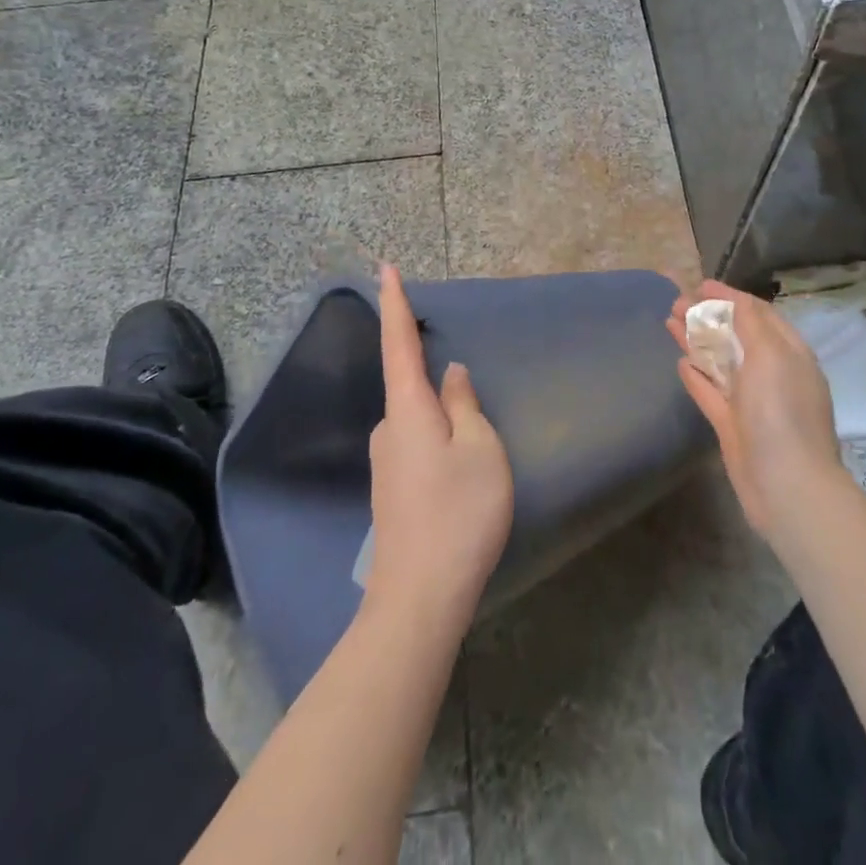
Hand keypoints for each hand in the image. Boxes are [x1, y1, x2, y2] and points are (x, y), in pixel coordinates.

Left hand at [362, 264, 513, 634]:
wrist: (420, 597)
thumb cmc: (459, 513)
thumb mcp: (480, 449)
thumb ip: (465, 405)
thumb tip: (451, 374)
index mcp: (408, 409)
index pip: (399, 343)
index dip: (394, 304)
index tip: (385, 268)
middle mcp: (389, 428)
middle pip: (409, 383)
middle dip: (427, 367)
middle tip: (452, 366)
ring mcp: (387, 461)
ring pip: (418, 417)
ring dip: (439, 413)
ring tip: (474, 443)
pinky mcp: (394, 488)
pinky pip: (418, 442)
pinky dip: (436, 435)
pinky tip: (459, 465)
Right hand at [668, 280, 841, 540]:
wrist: (787, 486)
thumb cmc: (781, 412)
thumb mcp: (771, 355)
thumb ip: (751, 324)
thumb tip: (733, 300)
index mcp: (789, 354)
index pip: (758, 314)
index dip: (729, 297)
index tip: (700, 284)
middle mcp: (771, 374)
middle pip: (735, 336)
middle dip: (707, 316)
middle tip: (675, 302)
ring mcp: (751, 402)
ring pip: (720, 362)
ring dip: (696, 340)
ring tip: (668, 322)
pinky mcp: (733, 426)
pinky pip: (711, 393)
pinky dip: (696, 377)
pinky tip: (680, 363)